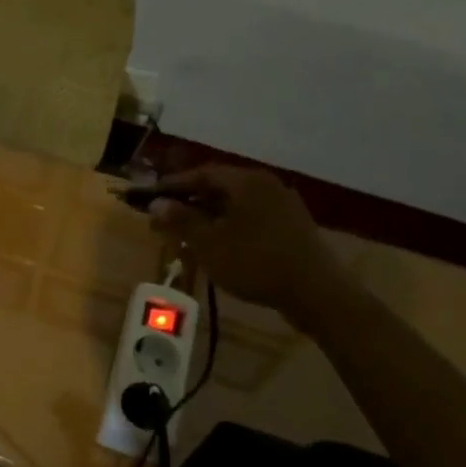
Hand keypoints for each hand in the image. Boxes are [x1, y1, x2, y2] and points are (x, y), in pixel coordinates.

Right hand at [146, 165, 351, 323]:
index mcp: (246, 182)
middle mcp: (266, 185)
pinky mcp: (292, 226)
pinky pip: (251, 217)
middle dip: (189, 202)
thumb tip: (157, 203)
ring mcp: (283, 205)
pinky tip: (218, 245)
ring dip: (208, 216)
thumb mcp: (209, 243)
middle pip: (220, 187)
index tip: (150, 196)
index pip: (202, 173)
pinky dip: (229, 225)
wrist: (315, 292)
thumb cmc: (255, 263)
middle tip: (164, 218)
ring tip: (187, 234)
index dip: (173, 185)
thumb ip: (181, 220)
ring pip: (236, 204)